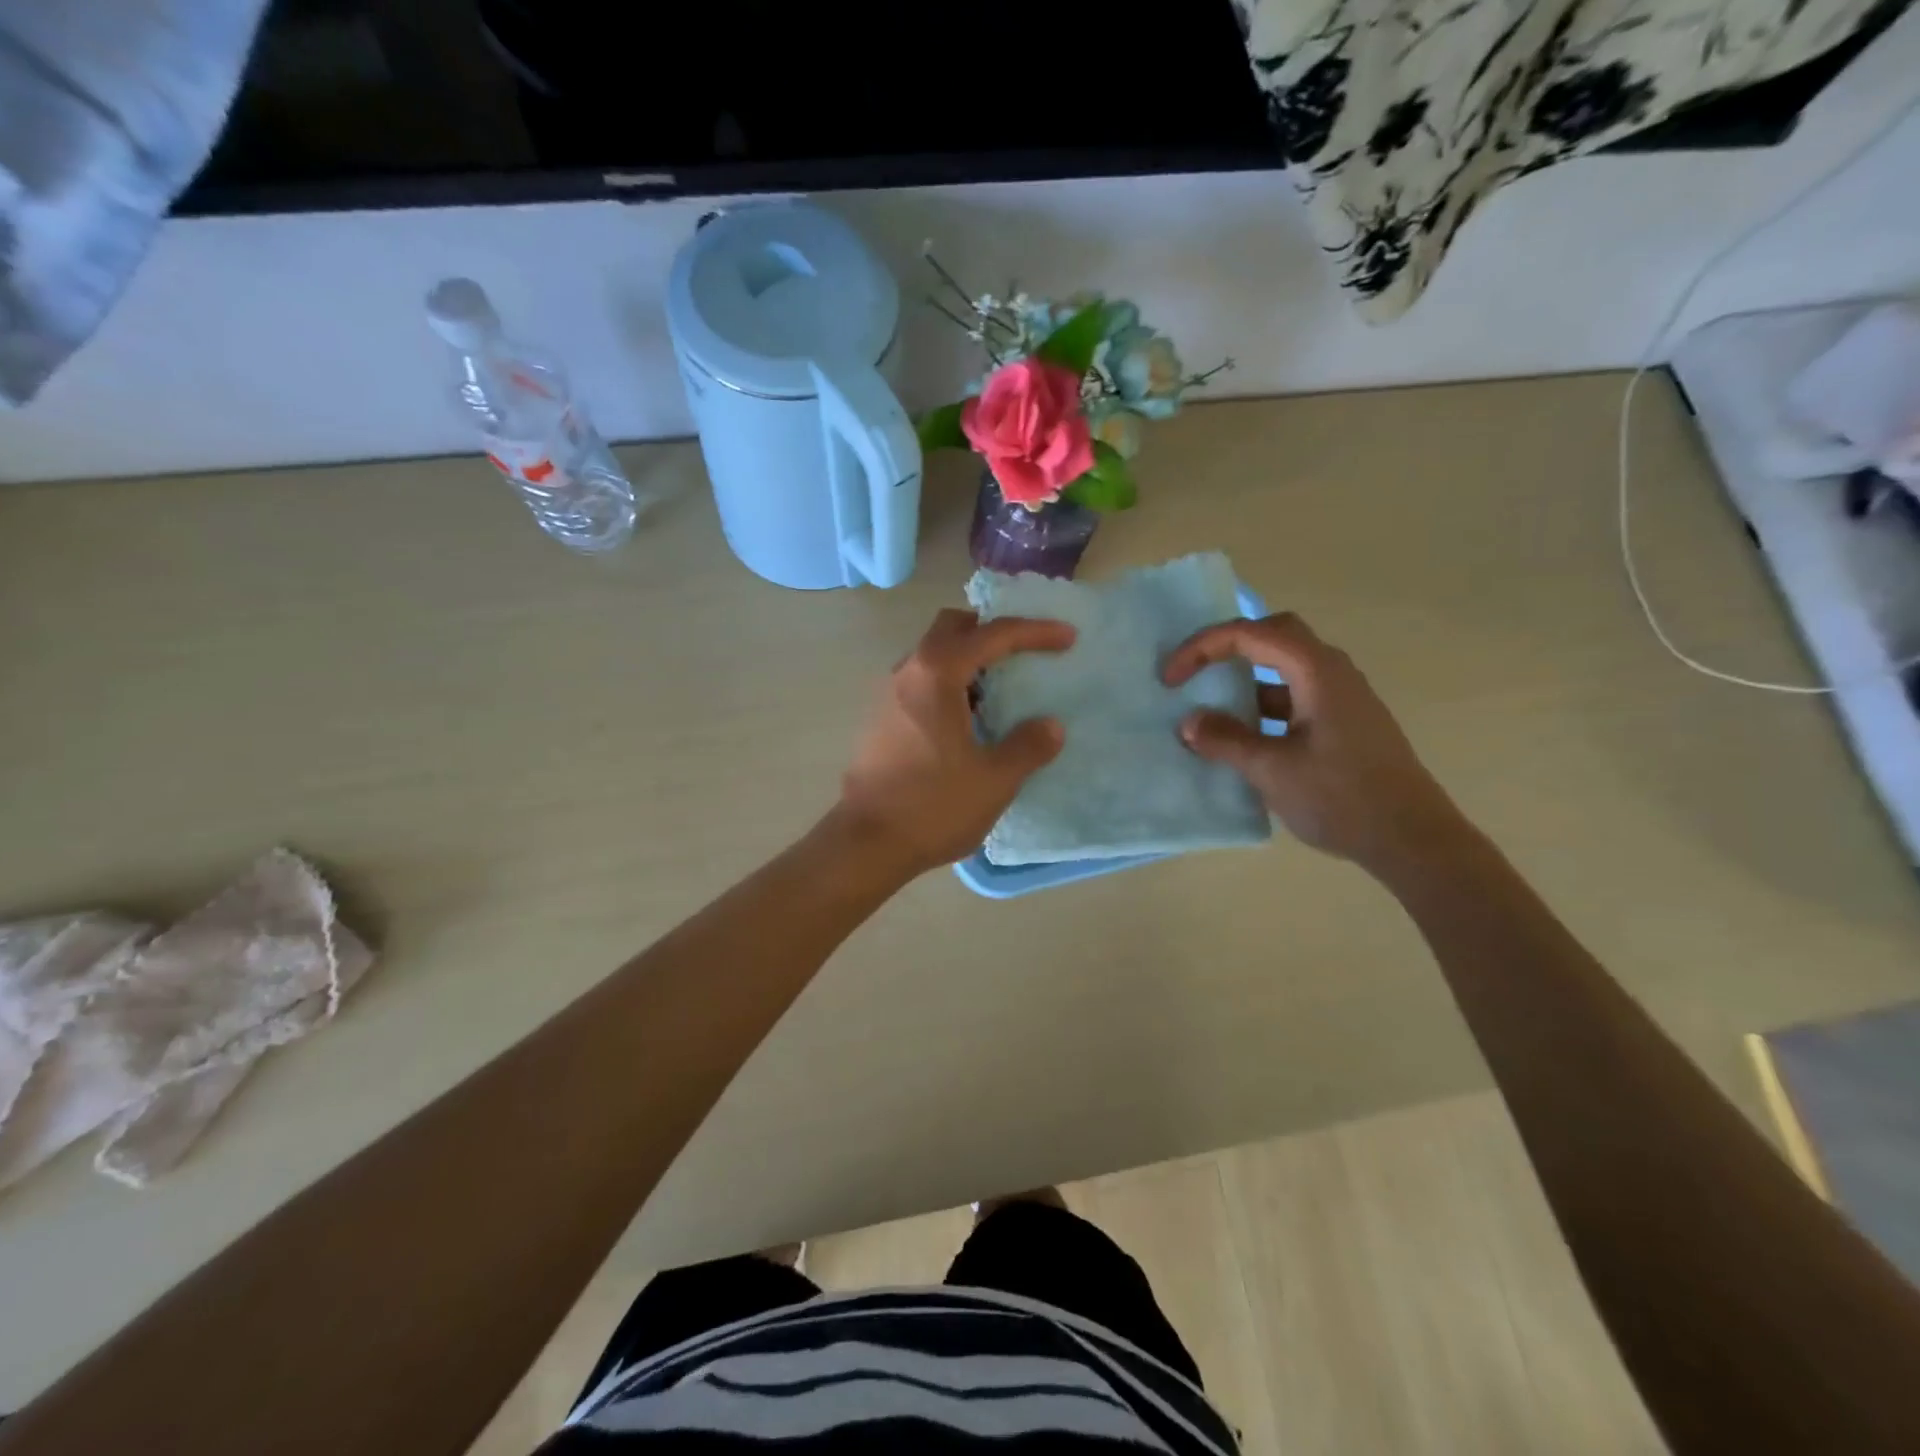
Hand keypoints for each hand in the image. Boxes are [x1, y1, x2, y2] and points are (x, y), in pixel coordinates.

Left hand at [834, 609, 1074, 875]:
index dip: (1034, 631)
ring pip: (932, 655)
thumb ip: (1028, 746)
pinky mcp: (880, 719)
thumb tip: (1050, 726)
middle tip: (1024, 651)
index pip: (992, 634)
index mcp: (936, 674)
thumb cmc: (933, 806)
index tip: (1067, 637)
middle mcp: (907, 672)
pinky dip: (950, 684)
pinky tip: (969, 720)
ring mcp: (888, 695)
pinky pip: (921, 683)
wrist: (867, 843)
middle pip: (952, 628)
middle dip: (991, 630)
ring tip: (1001, 689)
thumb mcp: (995, 780)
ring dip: (968, 659)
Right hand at [1163, 612, 1468, 875]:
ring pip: (1285, 667)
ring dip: (1246, 679)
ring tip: (1212, 708)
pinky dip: (1263, 705)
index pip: (1250, 634)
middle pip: (1274, 634)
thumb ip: (1226, 740)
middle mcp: (1333, 673)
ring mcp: (1342, 698)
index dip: (1202, 648)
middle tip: (1194, 671)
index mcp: (1317, 672)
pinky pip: (1295, 697)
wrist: (1412, 840)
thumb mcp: (1272, 770)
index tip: (1170, 679)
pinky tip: (1245, 738)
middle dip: (1228, 646)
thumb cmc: (1342, 798)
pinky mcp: (1344, 723)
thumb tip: (1190, 722)